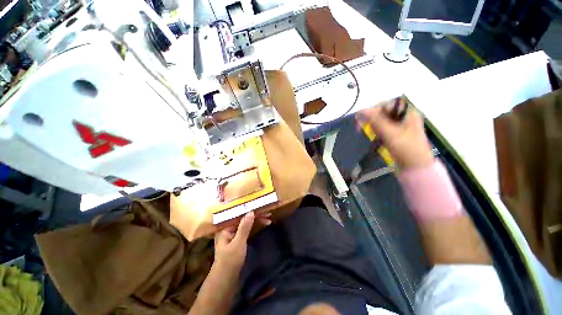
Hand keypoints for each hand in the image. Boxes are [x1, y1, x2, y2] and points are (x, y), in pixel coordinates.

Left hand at [214, 212, 270, 272]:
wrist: (226, 280)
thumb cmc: (230, 261)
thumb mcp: (238, 243)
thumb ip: (244, 227)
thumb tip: (251, 211)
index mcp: (225, 227)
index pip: (239, 215)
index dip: (250, 211)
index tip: (261, 208)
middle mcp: (229, 228)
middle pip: (244, 218)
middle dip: (256, 216)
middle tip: (268, 214)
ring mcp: (233, 234)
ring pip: (246, 223)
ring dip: (257, 221)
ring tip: (268, 219)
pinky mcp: (238, 239)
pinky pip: (247, 229)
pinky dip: (255, 227)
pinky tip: (262, 224)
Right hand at [357, 99, 433, 169]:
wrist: (415, 167)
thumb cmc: (405, 149)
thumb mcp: (390, 133)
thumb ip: (375, 120)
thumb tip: (360, 111)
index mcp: (407, 112)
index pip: (386, 105)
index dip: (373, 111)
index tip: (362, 121)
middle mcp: (404, 116)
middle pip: (383, 113)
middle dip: (373, 121)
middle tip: (366, 131)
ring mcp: (401, 125)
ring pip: (381, 121)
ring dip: (375, 128)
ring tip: (377, 138)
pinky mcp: (396, 134)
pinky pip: (383, 129)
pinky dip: (378, 133)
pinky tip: (379, 140)